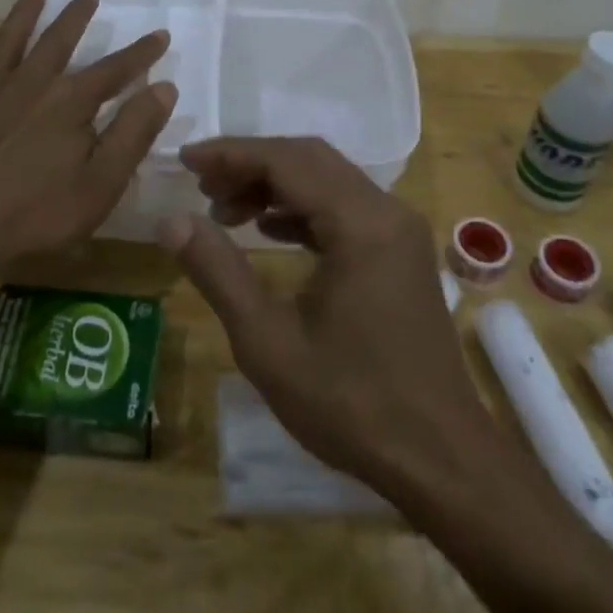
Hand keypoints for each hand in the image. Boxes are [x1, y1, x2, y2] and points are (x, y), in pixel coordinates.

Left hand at [0, 0, 177, 278]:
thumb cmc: (36, 212)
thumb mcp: (101, 182)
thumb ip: (134, 132)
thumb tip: (163, 88)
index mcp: (70, 101)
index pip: (115, 68)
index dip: (141, 52)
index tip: (160, 34)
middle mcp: (31, 83)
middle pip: (59, 39)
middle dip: (77, 16)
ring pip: (13, 39)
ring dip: (27, 13)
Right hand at [158, 137, 503, 504]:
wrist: (441, 459)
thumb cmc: (352, 404)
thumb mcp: (268, 343)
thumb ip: (218, 272)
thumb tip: (171, 221)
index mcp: (361, 223)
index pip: (287, 160)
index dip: (232, 154)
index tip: (187, 161)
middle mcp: (387, 212)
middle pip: (309, 160)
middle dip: (251, 165)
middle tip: (202, 186)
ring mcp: (399, 231)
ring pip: (328, 180)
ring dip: (275, 185)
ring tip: (224, 211)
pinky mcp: (400, 252)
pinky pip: (345, 207)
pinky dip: (302, 208)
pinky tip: (268, 230)